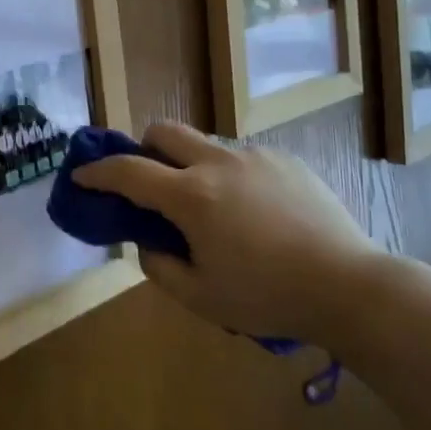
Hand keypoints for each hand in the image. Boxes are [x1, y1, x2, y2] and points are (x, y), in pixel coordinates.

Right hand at [75, 122, 378, 347]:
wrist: (349, 286)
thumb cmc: (268, 297)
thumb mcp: (202, 298)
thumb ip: (161, 267)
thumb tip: (148, 242)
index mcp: (191, 196)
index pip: (129, 171)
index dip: (98, 171)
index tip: (81, 174)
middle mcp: (218, 163)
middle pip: (165, 131)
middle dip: (143, 146)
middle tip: (147, 177)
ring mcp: (255, 157)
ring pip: (206, 144)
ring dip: (191, 165)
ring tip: (213, 209)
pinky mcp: (286, 160)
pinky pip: (243, 159)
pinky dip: (231, 177)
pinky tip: (256, 214)